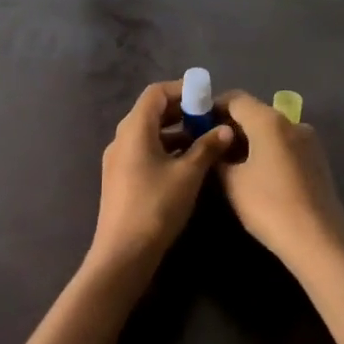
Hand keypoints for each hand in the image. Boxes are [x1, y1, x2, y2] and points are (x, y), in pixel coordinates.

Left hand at [86, 79, 233, 282]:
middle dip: (180, 111)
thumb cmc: (157, 206)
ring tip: (203, 140)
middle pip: (150, 111)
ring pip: (148, 133)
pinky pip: (143, 151)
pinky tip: (186, 164)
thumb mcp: (189, 174)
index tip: (206, 97)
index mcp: (134, 129)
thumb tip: (225, 128)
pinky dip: (164, 149)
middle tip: (208, 118)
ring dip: (174, 132)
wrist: (123, 254)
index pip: (156, 93)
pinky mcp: (120, 178)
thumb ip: (207, 147)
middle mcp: (122, 138)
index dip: (181, 89)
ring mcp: (118, 159)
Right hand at [215, 90, 343, 280]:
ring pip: (271, 130)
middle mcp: (292, 122)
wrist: (319, 243)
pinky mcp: (317, 160)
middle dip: (231, 126)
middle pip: (255, 112)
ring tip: (231, 165)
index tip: (196, 126)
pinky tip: (257, 176)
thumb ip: (218, 156)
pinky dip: (267, 151)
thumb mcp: (232, 182)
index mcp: (270, 120)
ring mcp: (309, 141)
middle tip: (210, 148)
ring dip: (249, 140)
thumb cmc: (269, 207)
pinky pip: (285, 145)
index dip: (212, 107)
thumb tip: (215, 145)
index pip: (235, 98)